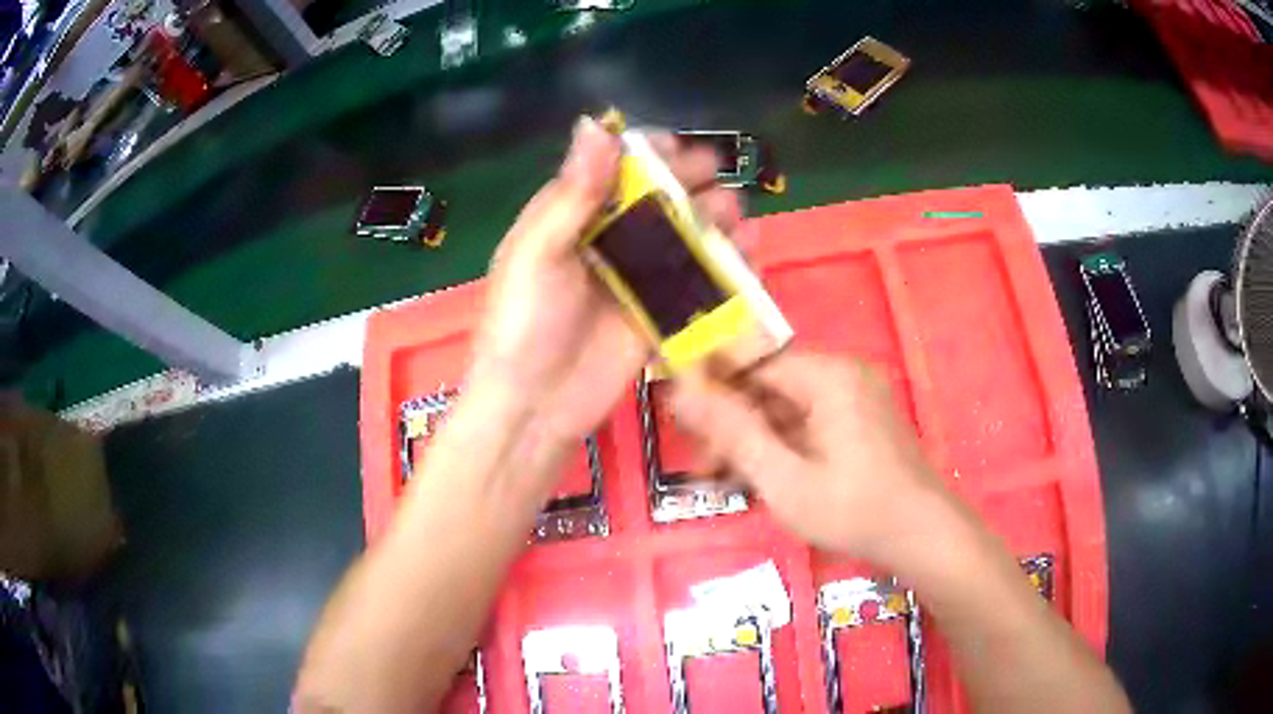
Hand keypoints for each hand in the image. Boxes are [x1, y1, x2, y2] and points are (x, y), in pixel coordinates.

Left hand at [467, 117, 746, 473]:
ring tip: (736, 217)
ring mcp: (637, 276)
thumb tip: (596, 125)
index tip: (676, 148)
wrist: (534, 407)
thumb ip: (572, 193)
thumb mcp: (538, 253)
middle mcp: (607, 238)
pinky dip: (725, 264)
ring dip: (715, 219)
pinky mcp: (660, 312)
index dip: (647, 152)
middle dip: (690, 183)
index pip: (616, 167)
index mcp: (571, 215)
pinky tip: (747, 253)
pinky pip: (698, 279)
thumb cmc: (524, 325)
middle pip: (658, 197)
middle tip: (714, 182)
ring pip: (684, 235)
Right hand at [670, 350, 949, 560]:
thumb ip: (734, 432)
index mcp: (827, 376)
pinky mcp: (861, 421)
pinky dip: (782, 446)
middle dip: (732, 423)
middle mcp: (843, 375)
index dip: (712, 385)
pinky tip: (760, 478)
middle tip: (703, 465)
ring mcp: (855, 398)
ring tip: (724, 479)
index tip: (681, 419)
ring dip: (754, 439)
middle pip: (769, 386)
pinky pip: (808, 423)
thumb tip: (683, 390)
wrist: (924, 537)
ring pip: (786, 408)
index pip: (753, 361)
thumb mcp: (785, 479)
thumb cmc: (855, 511)